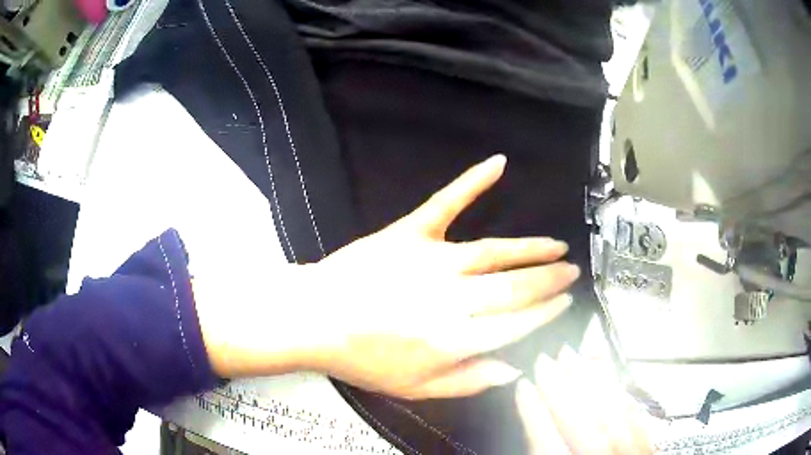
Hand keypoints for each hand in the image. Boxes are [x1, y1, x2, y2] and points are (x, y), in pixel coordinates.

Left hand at [197, 155, 579, 399]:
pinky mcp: (409, 233)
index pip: (516, 323)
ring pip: (495, 251)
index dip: (545, 312)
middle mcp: (452, 299)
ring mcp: (432, 260)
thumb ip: (468, 381)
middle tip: (572, 271)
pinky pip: (446, 202)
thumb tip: (514, 369)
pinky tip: (499, 163)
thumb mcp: (415, 388)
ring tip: (557, 246)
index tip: (565, 303)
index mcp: (454, 339)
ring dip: (531, 247)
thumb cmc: (362, 359)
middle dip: (550, 279)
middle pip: (515, 286)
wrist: (314, 319)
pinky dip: (473, 181)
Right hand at [515, 347, 652, 454]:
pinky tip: (612, 380)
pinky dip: (623, 399)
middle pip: (585, 427)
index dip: (535, 416)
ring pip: (614, 418)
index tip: (522, 387)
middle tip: (546, 360)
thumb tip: (530, 433)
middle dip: (563, 390)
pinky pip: (639, 421)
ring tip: (576, 357)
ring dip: (593, 384)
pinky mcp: (651, 453)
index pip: (550, 448)